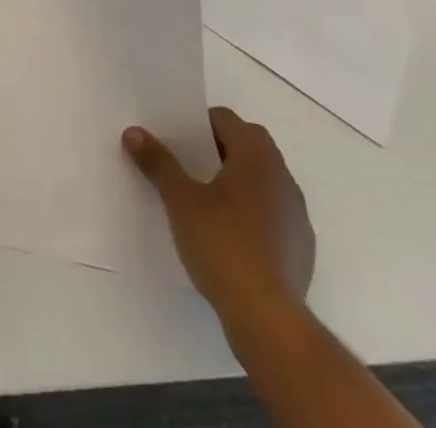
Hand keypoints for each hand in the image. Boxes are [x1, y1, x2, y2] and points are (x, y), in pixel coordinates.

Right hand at [123, 107, 313, 318]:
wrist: (267, 317)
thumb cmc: (222, 243)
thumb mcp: (180, 199)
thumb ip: (158, 162)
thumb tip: (133, 132)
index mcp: (256, 156)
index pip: (227, 119)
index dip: (199, 123)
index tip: (177, 138)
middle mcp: (283, 178)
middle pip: (248, 146)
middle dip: (219, 150)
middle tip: (188, 163)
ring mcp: (297, 216)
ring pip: (263, 181)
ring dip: (239, 182)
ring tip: (207, 200)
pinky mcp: (302, 250)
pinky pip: (274, 214)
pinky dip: (253, 214)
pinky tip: (230, 236)